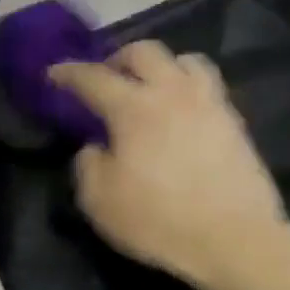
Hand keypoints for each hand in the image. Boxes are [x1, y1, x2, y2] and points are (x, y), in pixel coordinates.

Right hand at [51, 42, 285, 289]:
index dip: (69, 72)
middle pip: (144, 52)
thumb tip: (95, 146)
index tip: (54, 73)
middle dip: (118, 59)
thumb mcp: (101, 202)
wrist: (235, 238)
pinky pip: (208, 85)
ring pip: (184, 60)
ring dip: (161, 65)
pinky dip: (189, 86)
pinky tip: (184, 110)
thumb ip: (88, 165)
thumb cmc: (160, 221)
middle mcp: (172, 92)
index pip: (93, 77)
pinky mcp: (234, 119)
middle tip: (108, 79)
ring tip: (153, 87)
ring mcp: (209, 102)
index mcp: (134, 107)